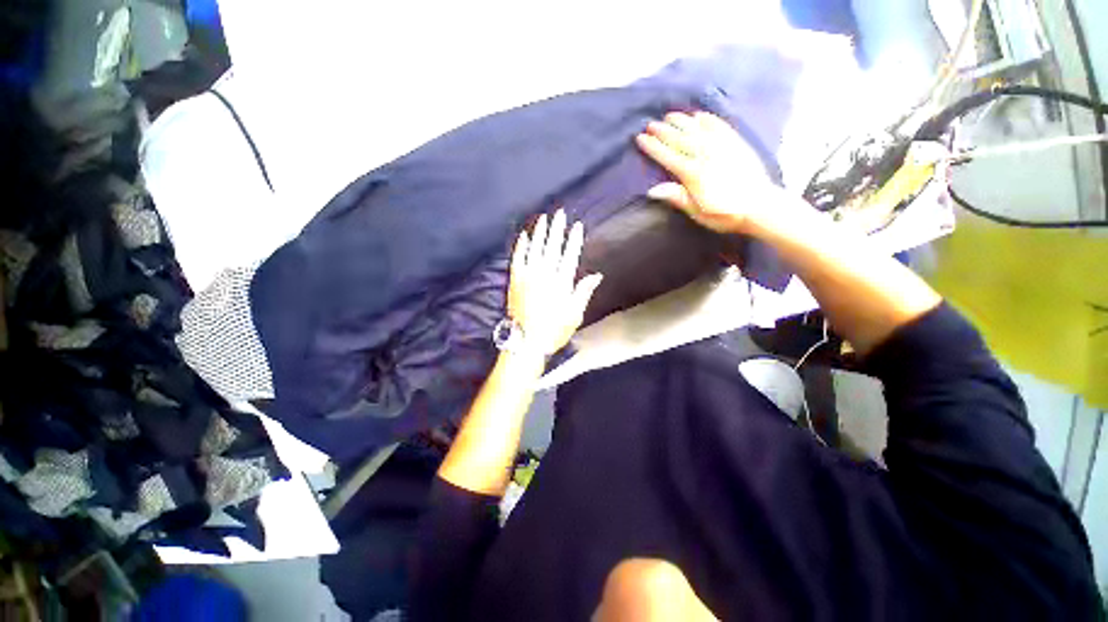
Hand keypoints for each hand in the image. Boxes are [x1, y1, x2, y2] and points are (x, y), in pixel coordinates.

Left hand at [508, 209, 602, 356]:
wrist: (526, 341)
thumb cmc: (553, 330)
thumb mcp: (575, 314)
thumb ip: (583, 292)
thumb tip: (597, 275)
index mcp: (561, 282)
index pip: (569, 255)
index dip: (573, 239)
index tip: (577, 226)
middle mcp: (544, 274)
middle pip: (552, 246)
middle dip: (557, 229)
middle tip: (559, 213)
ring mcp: (527, 276)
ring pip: (534, 248)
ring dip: (539, 232)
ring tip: (543, 218)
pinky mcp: (514, 280)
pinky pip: (517, 258)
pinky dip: (520, 246)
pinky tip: (523, 236)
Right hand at [636, 111, 788, 234]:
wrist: (760, 206)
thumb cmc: (724, 214)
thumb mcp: (697, 212)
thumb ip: (677, 198)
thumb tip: (651, 190)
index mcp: (692, 174)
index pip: (667, 156)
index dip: (653, 147)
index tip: (640, 138)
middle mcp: (704, 155)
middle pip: (680, 139)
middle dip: (663, 131)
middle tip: (651, 123)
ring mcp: (721, 147)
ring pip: (697, 129)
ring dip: (682, 121)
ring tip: (669, 115)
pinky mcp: (736, 143)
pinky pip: (719, 126)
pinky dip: (708, 119)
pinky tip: (699, 115)